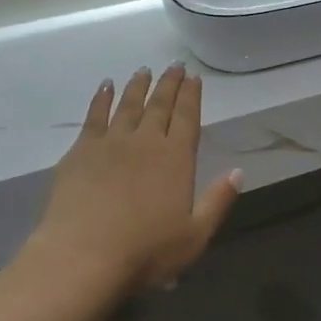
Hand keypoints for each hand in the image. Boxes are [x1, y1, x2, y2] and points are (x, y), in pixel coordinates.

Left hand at [28, 65, 242, 295]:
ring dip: (138, 85)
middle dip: (169, 83)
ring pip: (128, 104)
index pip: (187, 117)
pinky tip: (106, 86)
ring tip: (144, 70)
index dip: (192, 95)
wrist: (83, 255)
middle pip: (160, 105)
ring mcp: (111, 142)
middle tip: (175, 65)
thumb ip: (218, 200)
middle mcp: (146, 141)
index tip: (194, 76)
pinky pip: (94, 116)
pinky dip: (102, 98)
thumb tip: (238, 171)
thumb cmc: (145, 252)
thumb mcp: (194, 235)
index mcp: (176, 158)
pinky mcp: (81, 150)